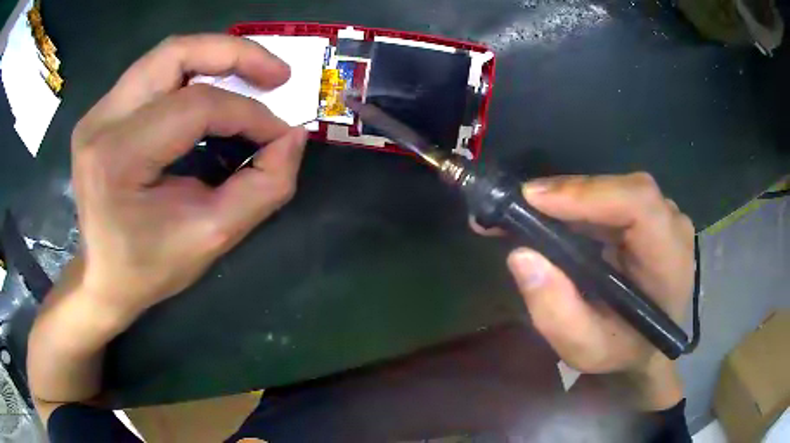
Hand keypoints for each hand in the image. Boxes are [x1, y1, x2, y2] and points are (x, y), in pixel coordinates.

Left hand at [70, 34, 306, 324]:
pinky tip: (215, 89)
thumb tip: (293, 137)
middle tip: (277, 73)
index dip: (248, 114)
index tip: (281, 133)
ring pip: (166, 55)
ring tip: (253, 74)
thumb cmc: (149, 267)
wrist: (102, 276)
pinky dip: (194, 71)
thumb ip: (262, 188)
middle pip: (175, 54)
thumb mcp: (211, 237)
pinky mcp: (102, 111)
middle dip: (235, 54)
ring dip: (216, 56)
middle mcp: (101, 121)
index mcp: (117, 157)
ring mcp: (98, 112)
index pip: (195, 107)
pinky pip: (155, 73)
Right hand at [480, 173, 694, 374]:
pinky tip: (552, 217)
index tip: (533, 200)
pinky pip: (611, 197)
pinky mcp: (649, 215)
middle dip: (566, 194)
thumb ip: (556, 312)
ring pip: (612, 188)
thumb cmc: (622, 352)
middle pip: (620, 188)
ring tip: (526, 213)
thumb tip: (521, 255)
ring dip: (568, 198)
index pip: (638, 203)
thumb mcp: (585, 349)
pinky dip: (578, 203)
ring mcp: (663, 216)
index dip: (587, 193)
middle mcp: (671, 226)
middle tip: (516, 206)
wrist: (649, 347)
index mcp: (668, 260)